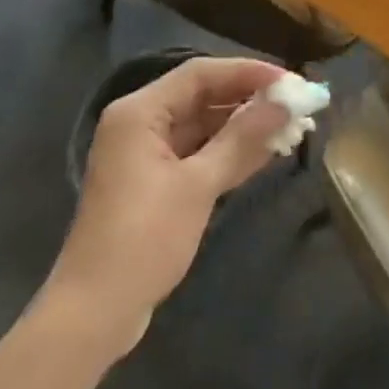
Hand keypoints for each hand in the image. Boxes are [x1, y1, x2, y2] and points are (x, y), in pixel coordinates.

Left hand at [40, 57, 288, 354]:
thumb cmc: (143, 240)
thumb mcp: (197, 186)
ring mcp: (145, 153)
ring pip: (202, 124)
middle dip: (248, 99)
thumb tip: (283, 106)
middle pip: (201, 95)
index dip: (247, 72)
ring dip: (242, 126)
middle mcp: (140, 122)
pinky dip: (227, 150)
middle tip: (295, 104)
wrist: (93, 316)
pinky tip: (263, 152)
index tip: (289, 81)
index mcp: (140, 112)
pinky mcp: (153, 181)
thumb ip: (241, 140)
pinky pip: (196, 151)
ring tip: (288, 125)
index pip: (200, 73)